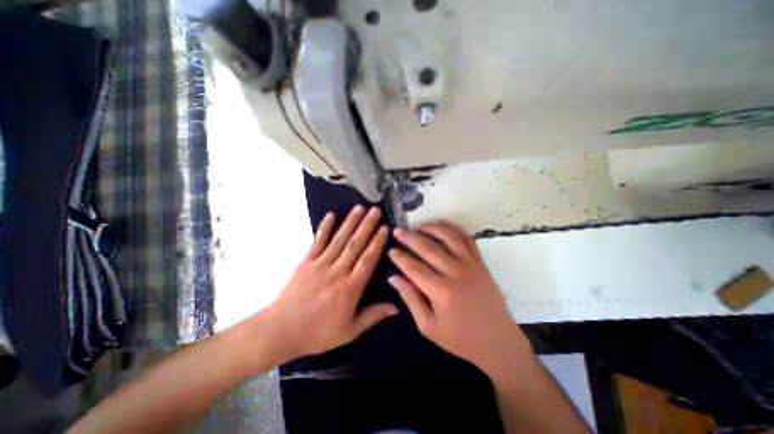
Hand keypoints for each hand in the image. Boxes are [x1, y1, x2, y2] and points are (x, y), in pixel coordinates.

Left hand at [267, 205, 397, 361]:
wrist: (280, 331)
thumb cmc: (318, 333)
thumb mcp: (349, 331)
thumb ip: (373, 316)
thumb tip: (396, 307)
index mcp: (350, 288)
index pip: (368, 259)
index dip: (377, 242)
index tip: (384, 228)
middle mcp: (338, 271)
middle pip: (356, 244)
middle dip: (367, 225)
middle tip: (376, 210)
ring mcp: (321, 264)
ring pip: (339, 239)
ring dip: (350, 222)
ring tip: (359, 207)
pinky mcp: (306, 261)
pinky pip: (317, 241)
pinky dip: (324, 227)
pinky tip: (331, 215)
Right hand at [387, 221, 533, 377]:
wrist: (499, 342)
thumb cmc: (460, 339)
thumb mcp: (428, 326)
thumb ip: (410, 299)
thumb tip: (394, 278)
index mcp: (441, 291)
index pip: (414, 268)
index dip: (400, 258)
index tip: (390, 250)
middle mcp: (456, 273)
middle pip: (428, 248)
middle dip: (410, 237)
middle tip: (398, 230)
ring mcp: (471, 265)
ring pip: (449, 237)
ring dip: (432, 228)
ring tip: (419, 226)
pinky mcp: (481, 263)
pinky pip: (468, 239)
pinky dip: (454, 229)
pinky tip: (443, 228)